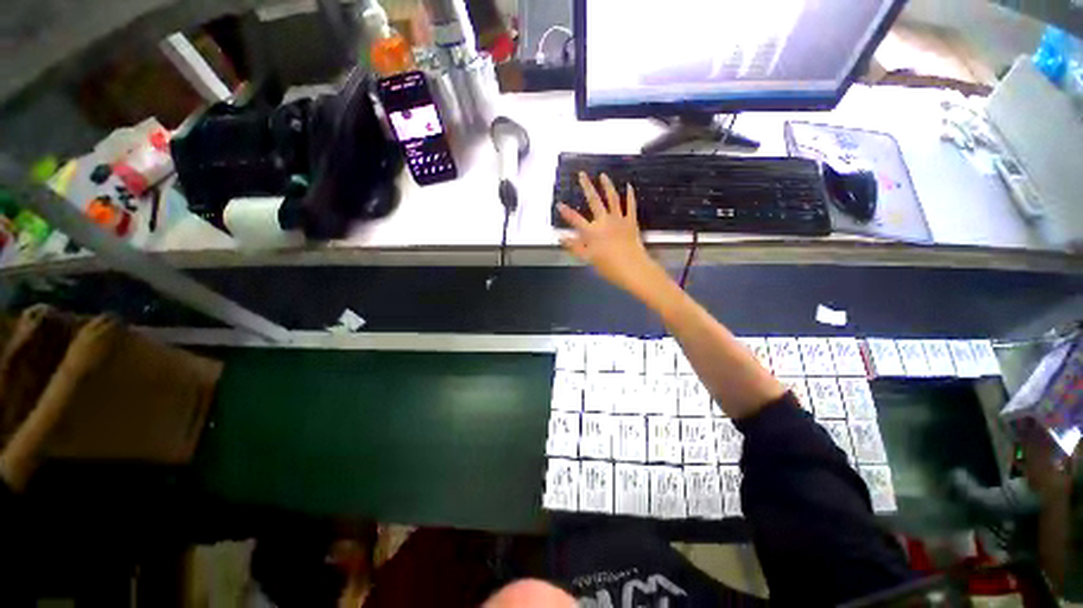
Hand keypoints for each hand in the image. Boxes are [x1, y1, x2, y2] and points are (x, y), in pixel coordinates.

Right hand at [557, 172, 666, 299]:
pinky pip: (630, 206)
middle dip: (586, 187)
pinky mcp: (631, 221)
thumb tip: (561, 237)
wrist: (633, 269)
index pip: (575, 220)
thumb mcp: (588, 259)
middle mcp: (604, 221)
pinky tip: (628, 186)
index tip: (559, 203)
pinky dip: (630, 195)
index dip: (566, 212)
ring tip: (603, 175)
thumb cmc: (609, 267)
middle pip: (594, 201)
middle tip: (582, 174)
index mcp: (592, 232)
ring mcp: (619, 219)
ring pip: (612, 198)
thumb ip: (574, 247)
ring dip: (607, 185)